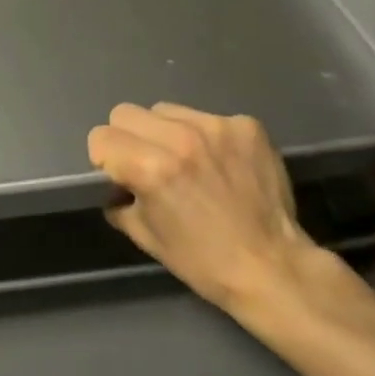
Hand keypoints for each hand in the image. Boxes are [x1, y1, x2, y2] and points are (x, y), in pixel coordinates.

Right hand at [88, 102, 334, 315]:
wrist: (273, 266)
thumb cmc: (204, 261)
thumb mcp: (147, 237)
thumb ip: (120, 202)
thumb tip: (115, 186)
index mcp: (151, 168)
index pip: (101, 136)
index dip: (104, 158)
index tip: (118, 174)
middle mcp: (181, 138)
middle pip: (126, 112)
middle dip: (128, 138)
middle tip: (147, 163)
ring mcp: (217, 126)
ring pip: (166, 110)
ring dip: (166, 132)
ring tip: (186, 160)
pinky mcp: (246, 125)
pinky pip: (207, 117)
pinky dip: (205, 137)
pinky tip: (220, 163)